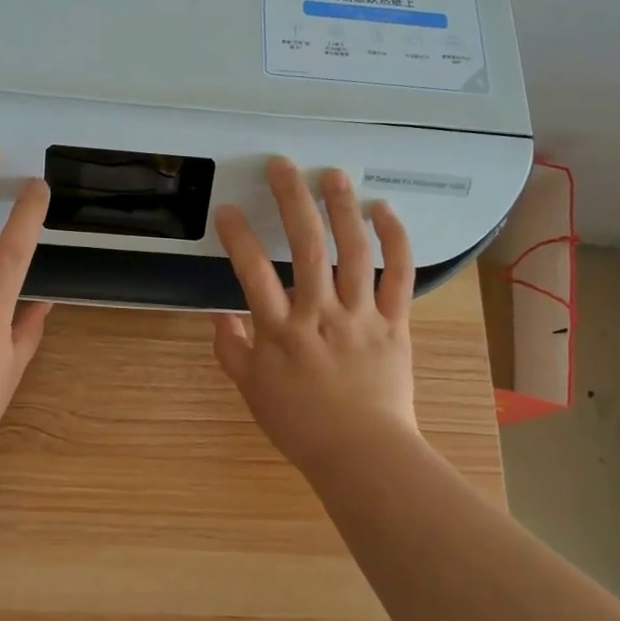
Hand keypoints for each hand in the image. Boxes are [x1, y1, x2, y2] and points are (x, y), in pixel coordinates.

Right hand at [213, 158, 421, 470]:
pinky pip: (399, 275)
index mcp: (281, 331)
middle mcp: (320, 314)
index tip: (229, 210)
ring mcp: (361, 315)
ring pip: (353, 251)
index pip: (252, 273)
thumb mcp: (253, 392)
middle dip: (292, 201)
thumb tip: (219, 316)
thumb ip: (231, 351)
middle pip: (306, 247)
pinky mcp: (394, 322)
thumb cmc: (302, 425)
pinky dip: (395, 240)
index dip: (238, 237)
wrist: (362, 454)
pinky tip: (384, 211)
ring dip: (342, 208)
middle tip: (283, 166)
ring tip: (332, 175)